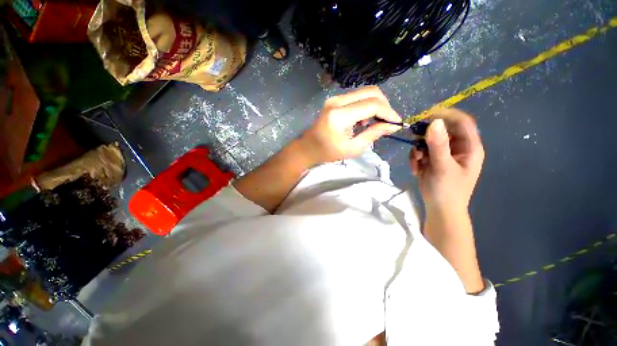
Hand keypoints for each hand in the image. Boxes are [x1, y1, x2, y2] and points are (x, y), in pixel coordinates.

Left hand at [299, 86, 401, 163]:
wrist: (308, 147)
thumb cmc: (328, 152)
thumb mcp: (352, 148)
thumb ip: (373, 134)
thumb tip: (393, 126)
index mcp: (339, 115)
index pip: (372, 105)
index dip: (388, 112)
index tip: (397, 123)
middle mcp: (337, 101)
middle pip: (370, 92)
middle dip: (385, 105)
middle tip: (388, 121)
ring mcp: (334, 99)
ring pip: (364, 92)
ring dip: (376, 104)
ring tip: (377, 122)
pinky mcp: (334, 100)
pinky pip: (356, 97)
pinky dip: (366, 105)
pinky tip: (365, 119)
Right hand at [409, 108, 483, 213]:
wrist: (439, 209)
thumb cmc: (447, 190)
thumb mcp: (443, 167)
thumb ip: (438, 145)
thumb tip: (434, 122)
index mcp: (469, 147)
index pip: (461, 122)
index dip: (446, 115)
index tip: (426, 115)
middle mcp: (457, 147)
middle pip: (441, 130)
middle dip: (425, 136)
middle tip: (414, 141)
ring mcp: (443, 154)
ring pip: (427, 141)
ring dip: (418, 150)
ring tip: (417, 163)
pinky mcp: (432, 160)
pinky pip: (420, 152)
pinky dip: (415, 159)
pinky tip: (417, 170)